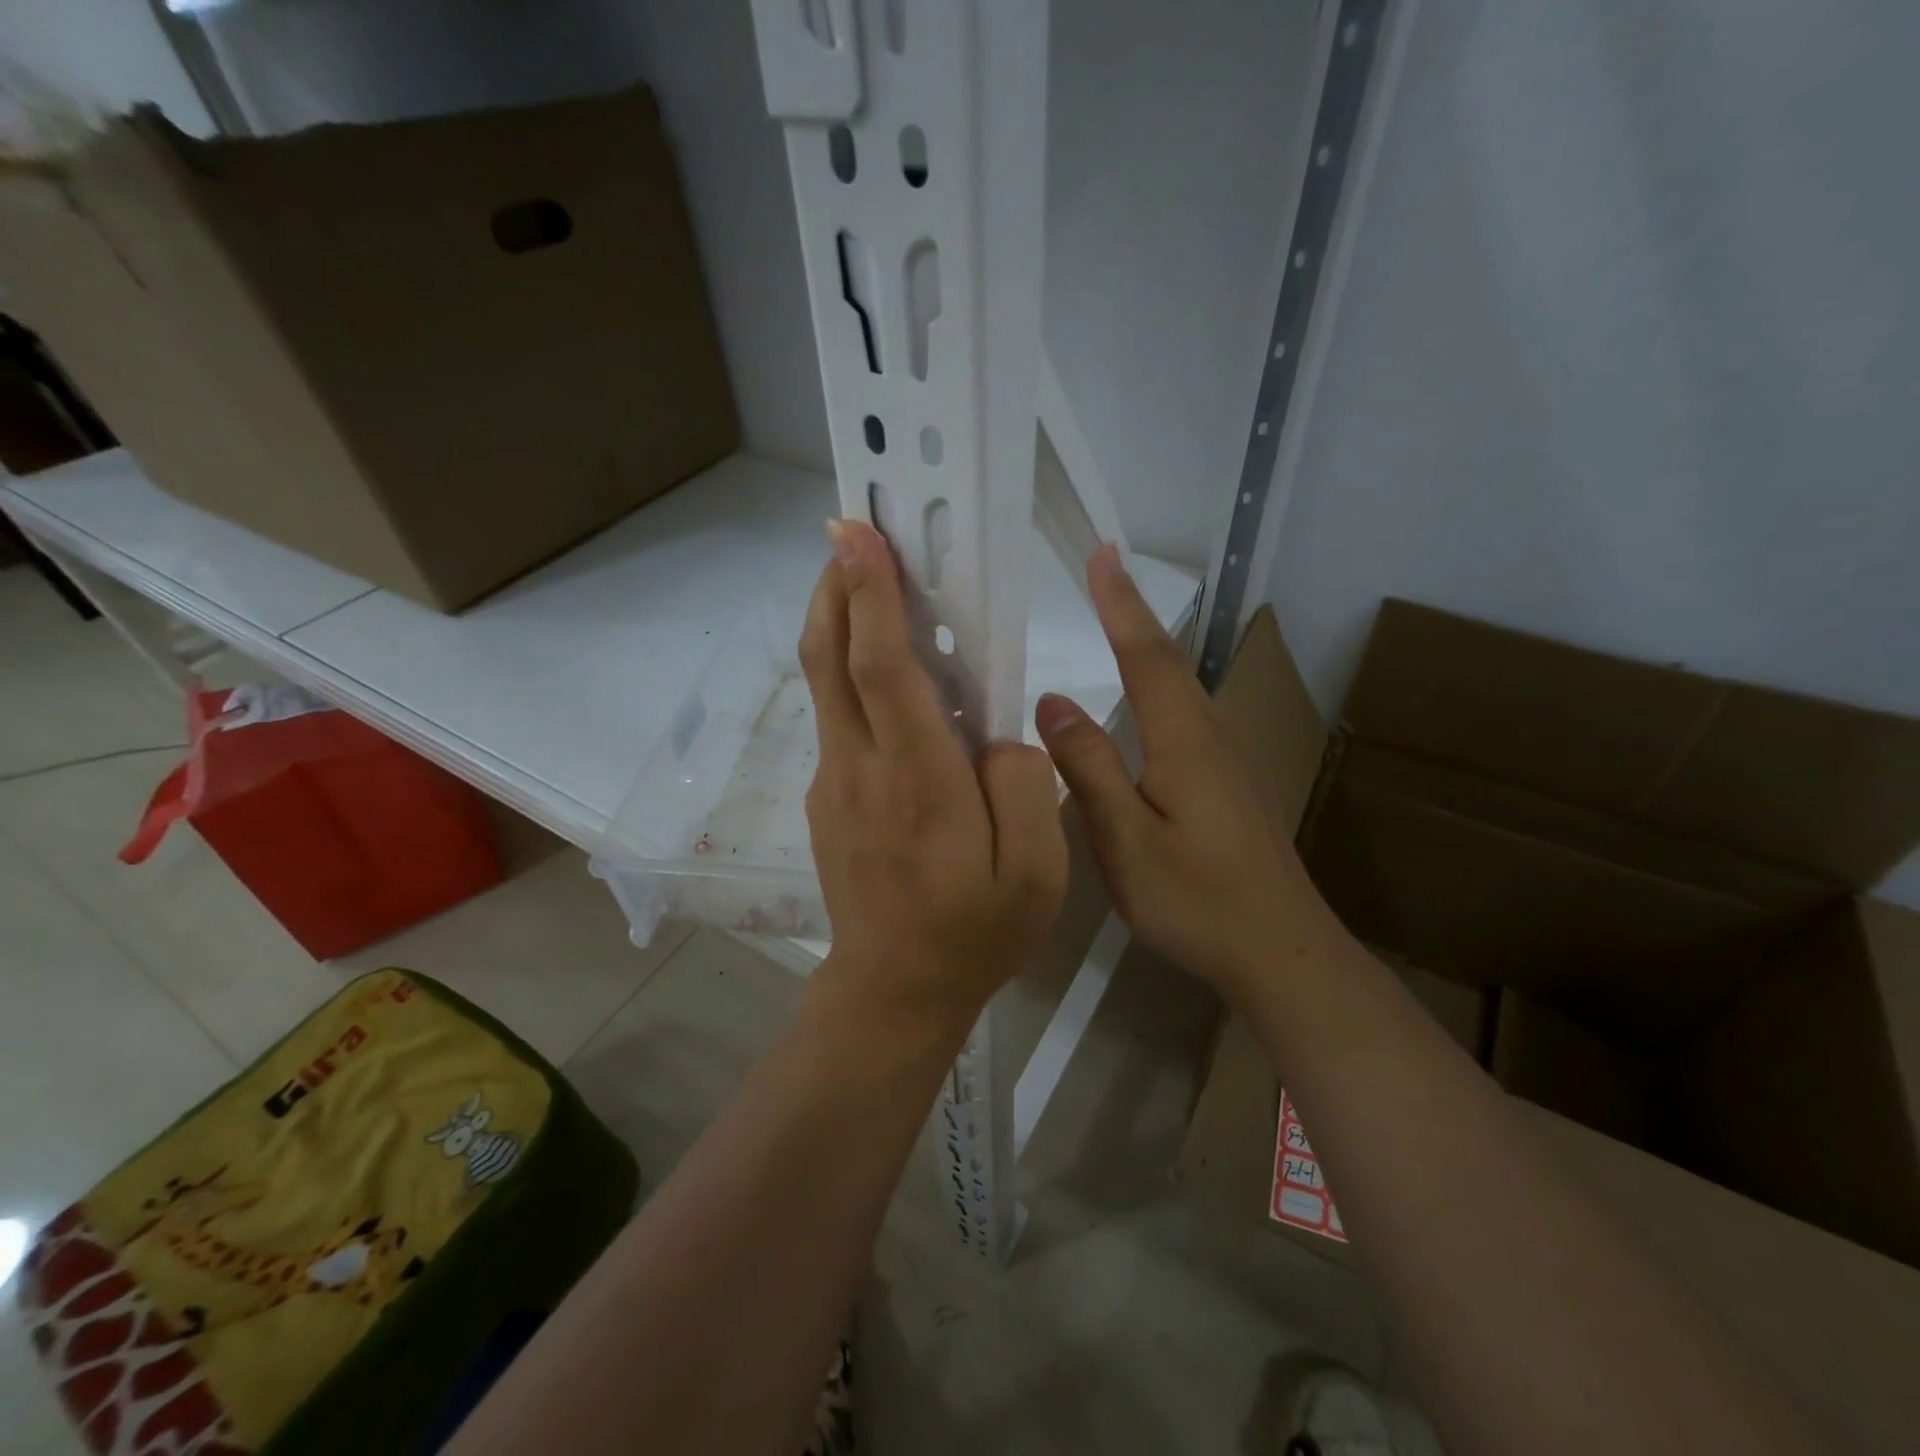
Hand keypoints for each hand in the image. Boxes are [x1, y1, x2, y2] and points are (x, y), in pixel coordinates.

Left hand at [799, 520, 1068, 1032]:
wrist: (894, 992)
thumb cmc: (974, 934)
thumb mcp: (1036, 872)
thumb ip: (1027, 786)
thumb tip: (998, 735)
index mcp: (918, 781)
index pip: (882, 668)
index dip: (869, 594)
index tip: (858, 535)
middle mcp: (861, 769)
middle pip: (829, 658)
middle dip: (834, 586)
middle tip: (850, 535)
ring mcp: (835, 783)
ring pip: (826, 684)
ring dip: (839, 623)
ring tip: (872, 584)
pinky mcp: (830, 798)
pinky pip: (839, 719)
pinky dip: (853, 675)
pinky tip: (893, 678)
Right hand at [1035, 547, 1325, 1002]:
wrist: (1281, 950)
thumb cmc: (1196, 898)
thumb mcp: (1125, 838)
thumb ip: (1091, 767)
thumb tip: (1053, 701)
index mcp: (1185, 739)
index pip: (1146, 655)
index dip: (1121, 603)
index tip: (1102, 553)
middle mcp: (1212, 735)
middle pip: (1170, 661)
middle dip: (1134, 612)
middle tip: (1103, 571)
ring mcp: (1229, 759)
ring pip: (1184, 687)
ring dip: (1149, 646)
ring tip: (1118, 620)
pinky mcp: (1233, 783)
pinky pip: (1190, 714)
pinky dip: (1162, 685)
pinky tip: (1150, 701)